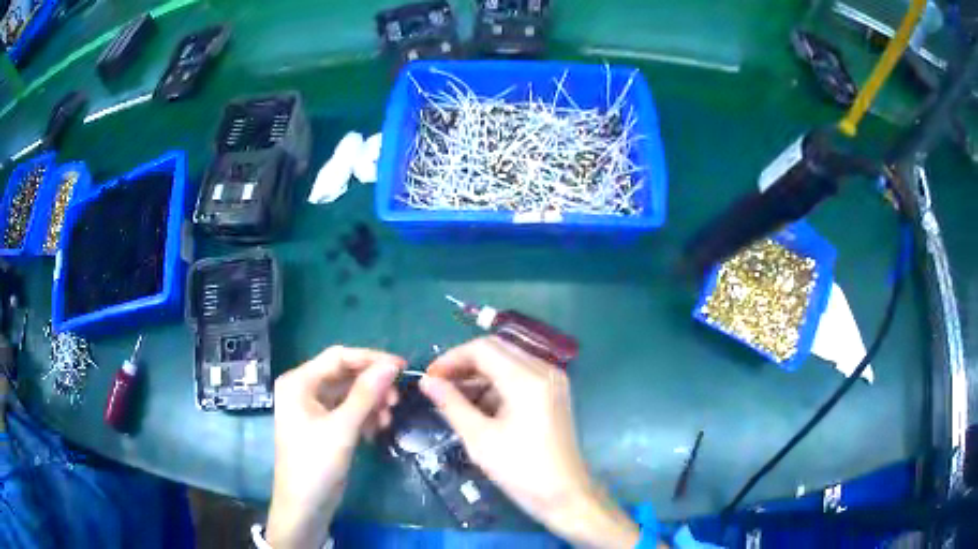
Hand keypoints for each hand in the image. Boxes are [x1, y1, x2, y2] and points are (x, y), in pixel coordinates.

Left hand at [267, 346, 403, 548]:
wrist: (304, 506)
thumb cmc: (316, 464)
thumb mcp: (343, 428)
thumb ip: (366, 394)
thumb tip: (392, 365)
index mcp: (299, 382)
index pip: (339, 357)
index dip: (371, 359)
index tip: (402, 367)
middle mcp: (304, 389)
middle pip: (344, 374)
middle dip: (372, 385)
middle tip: (396, 399)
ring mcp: (312, 408)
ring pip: (349, 394)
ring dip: (371, 402)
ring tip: (387, 419)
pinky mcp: (322, 426)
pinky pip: (347, 411)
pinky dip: (364, 416)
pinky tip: (376, 430)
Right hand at [419, 337, 639, 548]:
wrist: (565, 495)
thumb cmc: (521, 469)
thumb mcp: (479, 438)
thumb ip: (451, 404)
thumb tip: (427, 382)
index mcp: (527, 379)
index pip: (482, 349)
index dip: (451, 359)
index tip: (429, 378)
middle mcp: (544, 370)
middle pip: (496, 350)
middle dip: (464, 365)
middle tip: (437, 385)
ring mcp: (552, 381)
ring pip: (507, 362)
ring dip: (478, 376)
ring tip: (452, 398)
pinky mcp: (553, 394)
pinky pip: (519, 377)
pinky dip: (496, 386)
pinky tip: (476, 405)